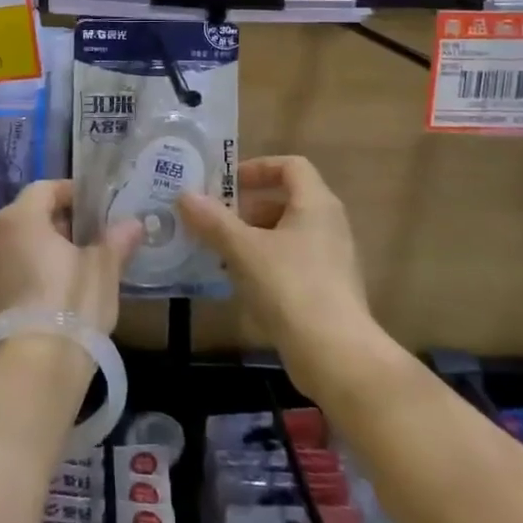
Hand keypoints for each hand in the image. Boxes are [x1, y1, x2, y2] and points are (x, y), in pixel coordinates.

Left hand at [0, 179, 142, 336]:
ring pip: (16, 247)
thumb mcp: (103, 269)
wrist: (32, 370)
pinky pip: (7, 275)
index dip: (72, 194)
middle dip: (58, 224)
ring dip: (42, 251)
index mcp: (20, 217)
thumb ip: (116, 241)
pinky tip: (52, 297)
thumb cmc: (70, 303)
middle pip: (28, 216)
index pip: (45, 189)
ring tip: (74, 269)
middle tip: (90, 239)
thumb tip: (133, 224)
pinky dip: (28, 276)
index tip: (96, 209)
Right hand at [178, 157, 377, 400]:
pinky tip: (243, 285)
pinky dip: (267, 264)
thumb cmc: (290, 287)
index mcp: (316, 204)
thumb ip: (213, 221)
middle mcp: (330, 224)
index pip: (291, 166)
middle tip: (216, 222)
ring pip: (288, 234)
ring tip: (222, 255)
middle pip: (287, 200)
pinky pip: (293, 263)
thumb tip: (185, 195)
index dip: (258, 168)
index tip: (228, 184)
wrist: (337, 356)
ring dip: (254, 239)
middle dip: (248, 208)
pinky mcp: (329, 290)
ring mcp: (333, 259)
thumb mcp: (244, 250)